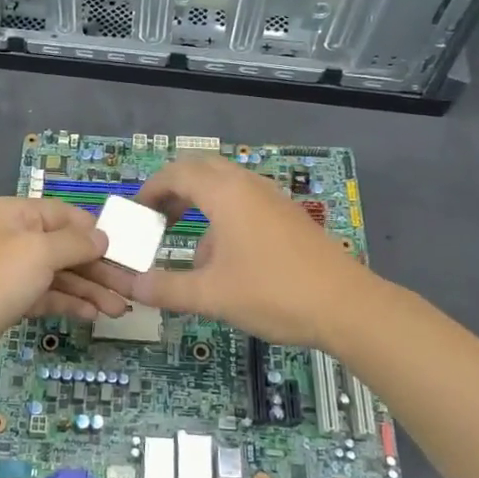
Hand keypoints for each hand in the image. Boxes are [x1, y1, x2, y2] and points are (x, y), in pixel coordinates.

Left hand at [0, 198, 129, 384]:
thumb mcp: (39, 253)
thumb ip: (75, 243)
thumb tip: (102, 237)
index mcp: (14, 213)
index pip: (63, 214)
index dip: (94, 231)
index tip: (124, 250)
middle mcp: (11, 237)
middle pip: (63, 246)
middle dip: (97, 267)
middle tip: (130, 287)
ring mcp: (7, 271)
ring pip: (57, 274)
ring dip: (89, 289)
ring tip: (119, 309)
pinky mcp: (6, 302)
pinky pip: (45, 296)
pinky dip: (68, 303)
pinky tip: (92, 314)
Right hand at [79, 155, 368, 348]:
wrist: (347, 307)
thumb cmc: (273, 293)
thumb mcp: (211, 295)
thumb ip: (166, 288)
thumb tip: (131, 285)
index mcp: (226, 193)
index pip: (177, 173)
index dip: (150, 190)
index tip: (135, 214)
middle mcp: (248, 186)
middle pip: (201, 170)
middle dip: (173, 190)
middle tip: (156, 218)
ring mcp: (272, 199)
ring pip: (225, 186)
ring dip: (199, 204)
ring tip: (187, 244)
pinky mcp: (288, 217)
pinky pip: (245, 202)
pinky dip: (223, 217)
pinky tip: (225, 260)